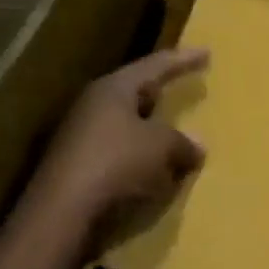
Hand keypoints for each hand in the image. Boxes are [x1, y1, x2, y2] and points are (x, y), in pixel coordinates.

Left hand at [22, 48, 208, 242]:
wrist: (62, 215)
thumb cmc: (117, 165)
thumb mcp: (163, 148)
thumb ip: (184, 142)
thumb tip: (197, 146)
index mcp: (113, 90)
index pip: (155, 66)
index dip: (183, 60)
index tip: (206, 53)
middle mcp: (93, 107)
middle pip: (135, 93)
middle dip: (161, 93)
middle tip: (184, 87)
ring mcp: (81, 138)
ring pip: (127, 126)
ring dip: (152, 131)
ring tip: (176, 134)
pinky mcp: (78, 168)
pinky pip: (120, 154)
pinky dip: (141, 157)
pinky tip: (157, 169)